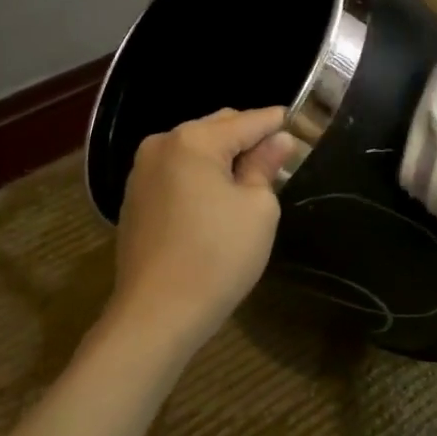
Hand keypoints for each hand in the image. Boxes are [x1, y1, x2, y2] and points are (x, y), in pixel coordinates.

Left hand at [107, 107, 296, 352]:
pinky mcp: (134, 199)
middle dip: (248, 138)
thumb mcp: (257, 209)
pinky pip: (177, 172)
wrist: (156, 315)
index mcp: (192, 140)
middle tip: (280, 156)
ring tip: (252, 178)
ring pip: (195, 150)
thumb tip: (279, 141)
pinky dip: (201, 175)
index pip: (247, 121)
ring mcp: (141, 172)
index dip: (277, 122)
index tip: (302, 123)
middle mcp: (161, 145)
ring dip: (223, 157)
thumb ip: (266, 166)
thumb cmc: (217, 257)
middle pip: (217, 128)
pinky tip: (218, 198)